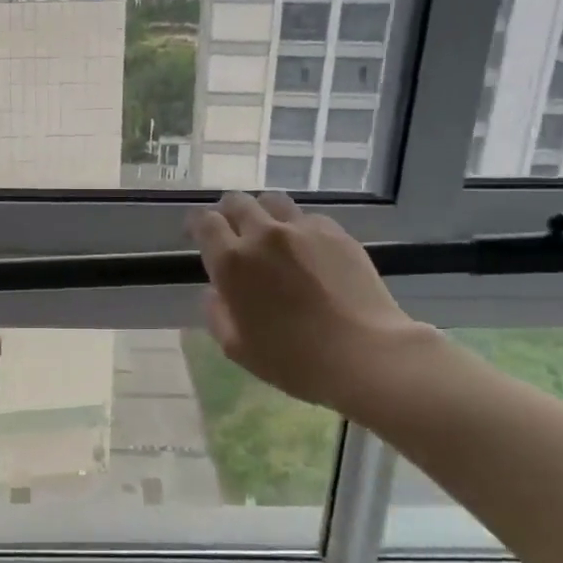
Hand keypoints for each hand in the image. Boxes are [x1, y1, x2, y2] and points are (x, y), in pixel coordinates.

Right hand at [187, 191, 424, 416]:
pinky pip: (308, 218)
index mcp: (232, 262)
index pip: (205, 222)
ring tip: (269, 235)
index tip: (197, 233)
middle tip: (233, 233)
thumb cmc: (293, 360)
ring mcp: (303, 230)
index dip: (197, 223)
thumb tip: (215, 292)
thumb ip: (217, 314)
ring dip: (263, 213)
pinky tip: (307, 252)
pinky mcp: (336, 233)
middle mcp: (263, 235)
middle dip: (228, 213)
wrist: (364, 355)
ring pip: (273, 202)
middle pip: (237, 202)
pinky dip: (298, 228)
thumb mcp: (237, 348)